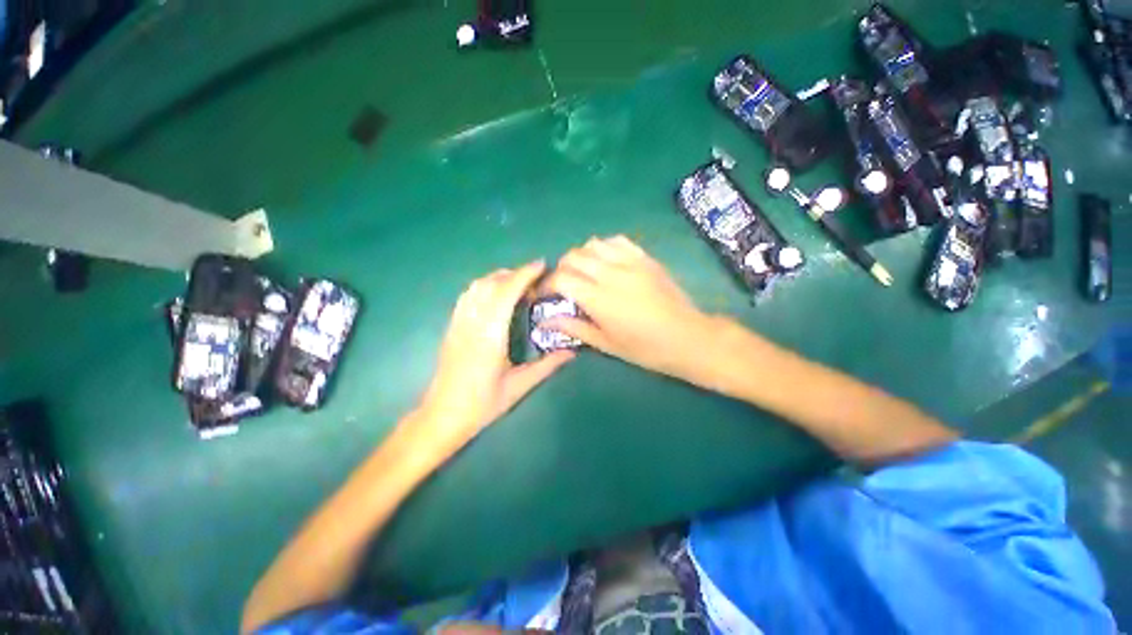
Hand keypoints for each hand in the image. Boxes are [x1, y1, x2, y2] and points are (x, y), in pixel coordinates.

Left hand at [414, 261, 573, 458]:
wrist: (442, 415)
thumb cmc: (482, 404)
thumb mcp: (519, 387)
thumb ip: (547, 366)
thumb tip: (572, 352)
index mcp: (490, 335)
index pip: (506, 292)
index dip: (525, 274)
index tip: (542, 265)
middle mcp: (472, 322)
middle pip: (491, 283)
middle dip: (515, 273)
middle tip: (536, 279)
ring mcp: (458, 322)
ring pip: (477, 286)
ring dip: (499, 278)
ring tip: (518, 284)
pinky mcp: (452, 326)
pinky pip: (468, 295)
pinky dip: (484, 286)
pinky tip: (495, 296)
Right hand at [542, 236, 720, 381]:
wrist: (687, 337)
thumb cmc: (645, 348)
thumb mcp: (606, 344)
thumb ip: (574, 328)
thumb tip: (545, 322)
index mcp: (599, 299)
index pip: (561, 279)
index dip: (547, 285)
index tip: (544, 295)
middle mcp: (611, 274)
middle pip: (573, 257)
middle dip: (560, 269)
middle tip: (562, 285)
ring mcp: (630, 262)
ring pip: (593, 244)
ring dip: (581, 255)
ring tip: (583, 271)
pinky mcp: (645, 258)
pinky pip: (617, 241)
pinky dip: (604, 247)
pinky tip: (605, 260)